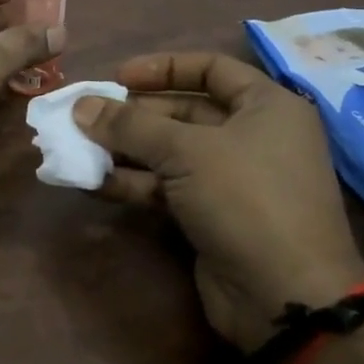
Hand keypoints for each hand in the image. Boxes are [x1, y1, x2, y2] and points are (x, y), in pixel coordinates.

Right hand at [72, 53, 363, 351]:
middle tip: (89, 116)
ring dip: (127, 150)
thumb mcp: (185, 151)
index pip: (212, 67)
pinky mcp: (214, 215)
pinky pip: (169, 187)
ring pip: (171, 152)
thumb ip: (130, 125)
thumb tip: (80, 106)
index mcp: (267, 107)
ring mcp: (234, 180)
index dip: (163, 67)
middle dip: (134, 114)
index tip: (118, 77)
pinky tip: (94, 183)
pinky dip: (135, 183)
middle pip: (185, 111)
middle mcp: (254, 137)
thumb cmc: (245, 199)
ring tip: (80, 148)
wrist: (284, 297)